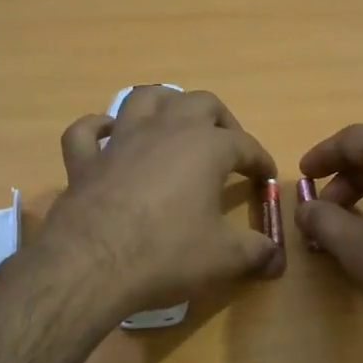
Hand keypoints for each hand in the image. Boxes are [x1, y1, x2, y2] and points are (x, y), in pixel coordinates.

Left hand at [40, 87, 283, 318]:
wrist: (92, 264)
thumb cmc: (167, 253)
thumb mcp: (223, 258)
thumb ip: (255, 252)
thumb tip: (277, 258)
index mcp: (205, 147)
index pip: (244, 144)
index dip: (260, 159)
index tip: (267, 177)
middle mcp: (165, 131)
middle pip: (200, 103)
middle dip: (220, 120)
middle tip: (227, 146)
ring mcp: (121, 141)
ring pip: (144, 99)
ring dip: (164, 104)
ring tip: (174, 124)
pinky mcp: (85, 161)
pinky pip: (86, 131)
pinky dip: (98, 129)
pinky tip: (107, 135)